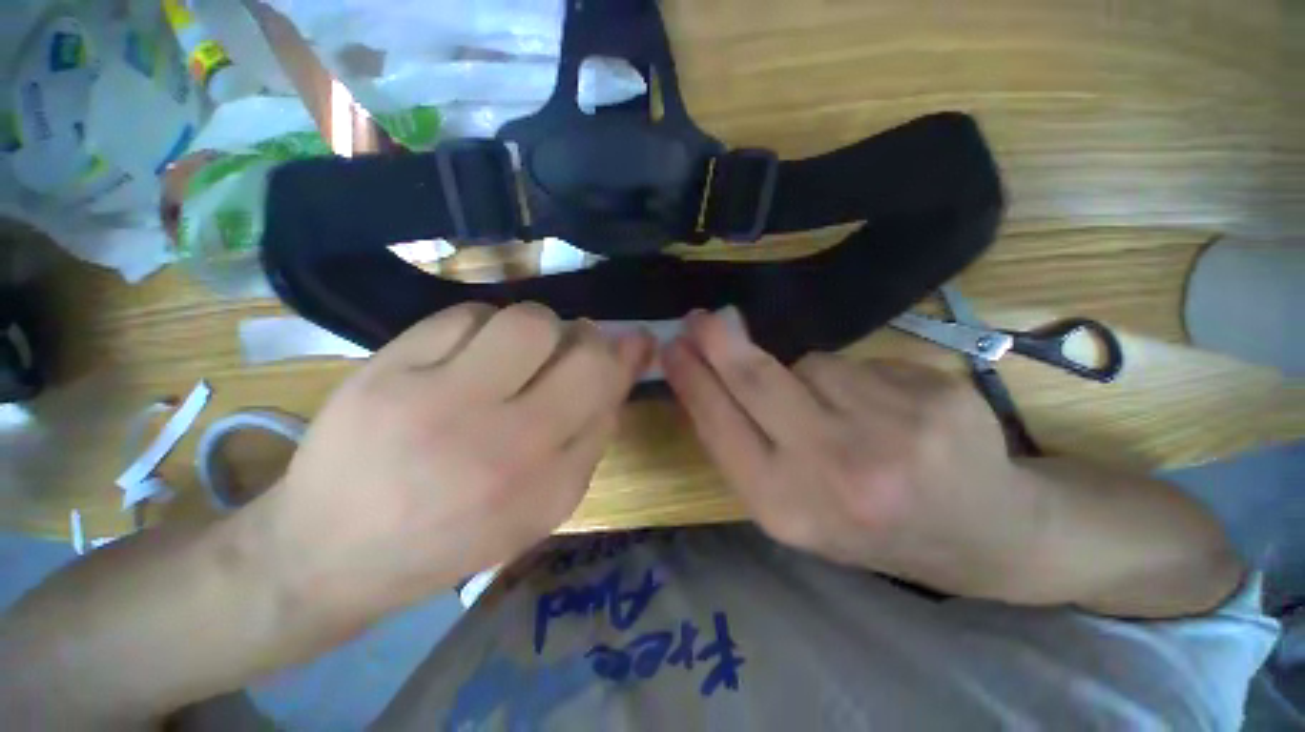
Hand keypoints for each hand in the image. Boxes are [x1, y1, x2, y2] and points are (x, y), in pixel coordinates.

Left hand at [259, 303, 652, 625]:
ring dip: (536, 330)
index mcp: (543, 482)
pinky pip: (465, 315)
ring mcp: (437, 400)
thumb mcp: (542, 507)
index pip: (606, 389)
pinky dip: (482, 326)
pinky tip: (468, 354)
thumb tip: (620, 370)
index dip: (626, 356)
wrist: (330, 553)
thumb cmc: (452, 537)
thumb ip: (590, 438)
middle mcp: (500, 441)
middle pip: (578, 346)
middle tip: (572, 346)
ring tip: (515, 355)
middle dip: (587, 338)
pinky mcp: (385, 371)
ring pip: (526, 320)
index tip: (636, 341)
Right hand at [662, 311, 1042, 599]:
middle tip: (699, 317)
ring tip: (843, 415)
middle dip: (719, 342)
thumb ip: (745, 444)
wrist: (982, 536)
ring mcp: (893, 434)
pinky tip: (887, 412)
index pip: (719, 426)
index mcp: (787, 508)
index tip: (671, 348)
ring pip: (813, 365)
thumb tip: (706, 375)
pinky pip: (860, 365)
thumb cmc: (866, 524)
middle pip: (756, 381)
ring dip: (808, 377)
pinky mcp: (935, 400)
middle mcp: (835, 473)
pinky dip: (855, 380)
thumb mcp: (792, 505)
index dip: (691, 381)